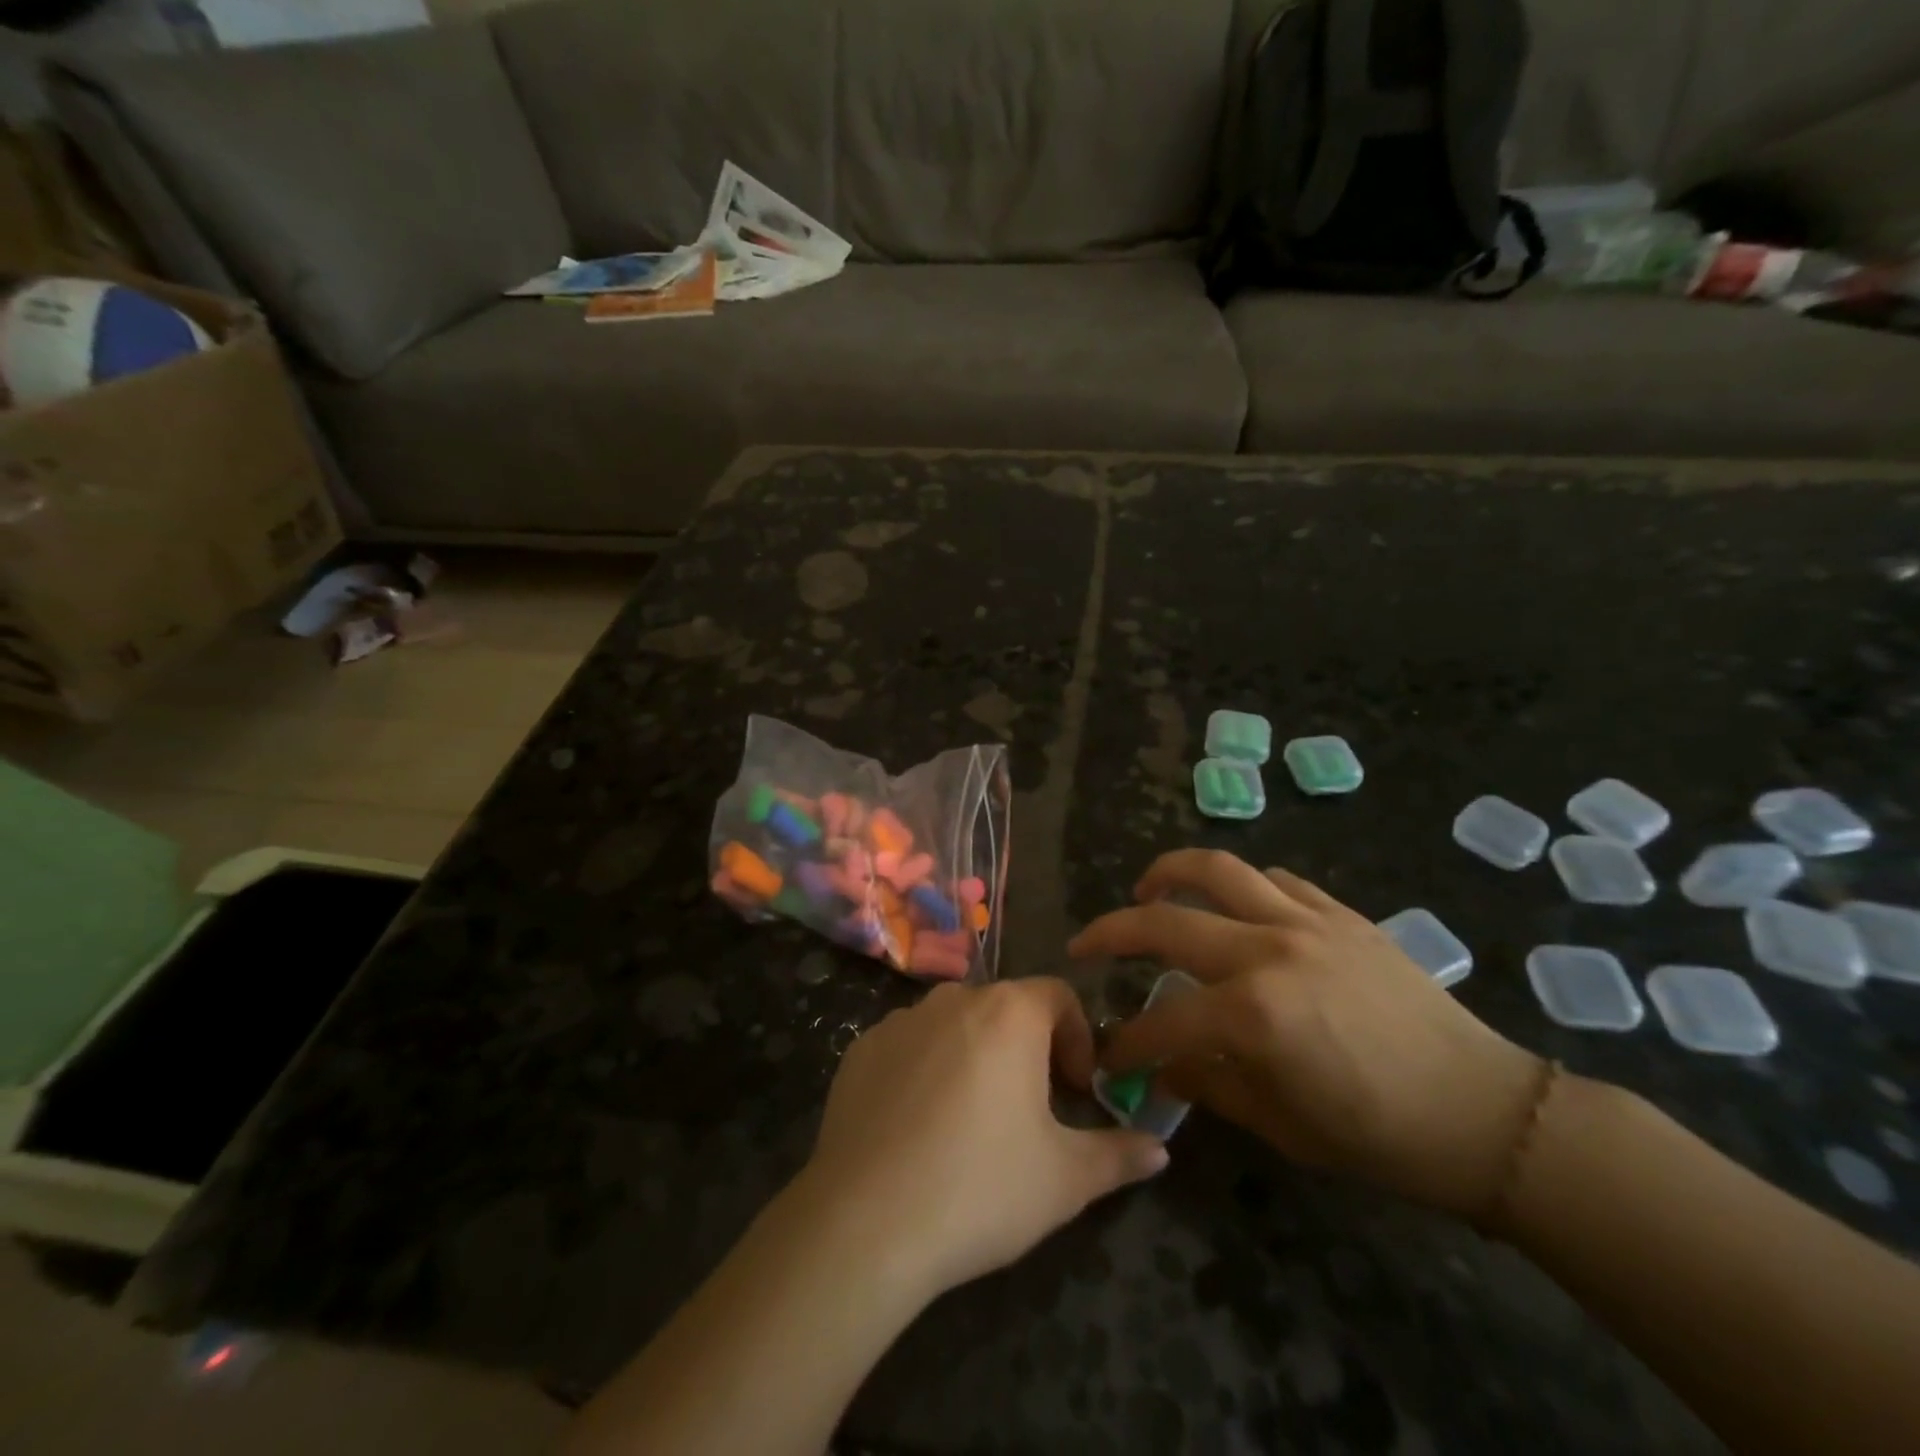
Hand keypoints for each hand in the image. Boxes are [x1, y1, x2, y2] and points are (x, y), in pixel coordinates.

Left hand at [795, 979, 1168, 1300]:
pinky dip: (924, 1069)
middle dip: (1027, 1048)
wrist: (866, 1221)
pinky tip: (918, 1127)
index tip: (1076, 1088)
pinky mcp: (860, 1049)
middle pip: (1005, 1008)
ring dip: (974, 1054)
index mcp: (1009, 1013)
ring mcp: (901, 1020)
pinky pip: (908, 1046)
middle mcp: (954, 998)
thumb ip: (1118, 1155)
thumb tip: (1159, 1149)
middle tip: (1031, 1108)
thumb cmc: (981, 1187)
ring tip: (973, 1119)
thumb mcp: (1065, 1179)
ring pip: (954, 1024)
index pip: (1058, 995)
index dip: (1078, 1036)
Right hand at [1071, 850, 1544, 1218]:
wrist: (1484, 1112)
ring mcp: (1307, 922)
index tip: (1106, 1053)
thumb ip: (1208, 1085)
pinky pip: (1276, 880)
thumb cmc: (1379, 1135)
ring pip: (1217, 870)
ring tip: (1145, 888)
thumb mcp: (1281, 1125)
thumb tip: (1160, 1065)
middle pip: (1166, 922)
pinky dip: (1241, 886)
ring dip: (1168, 873)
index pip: (1160, 1019)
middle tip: (1086, 944)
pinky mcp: (1341, 914)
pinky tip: (1232, 905)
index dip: (1125, 1040)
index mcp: (1252, 1014)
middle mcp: (1269, 951)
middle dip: (1112, 933)